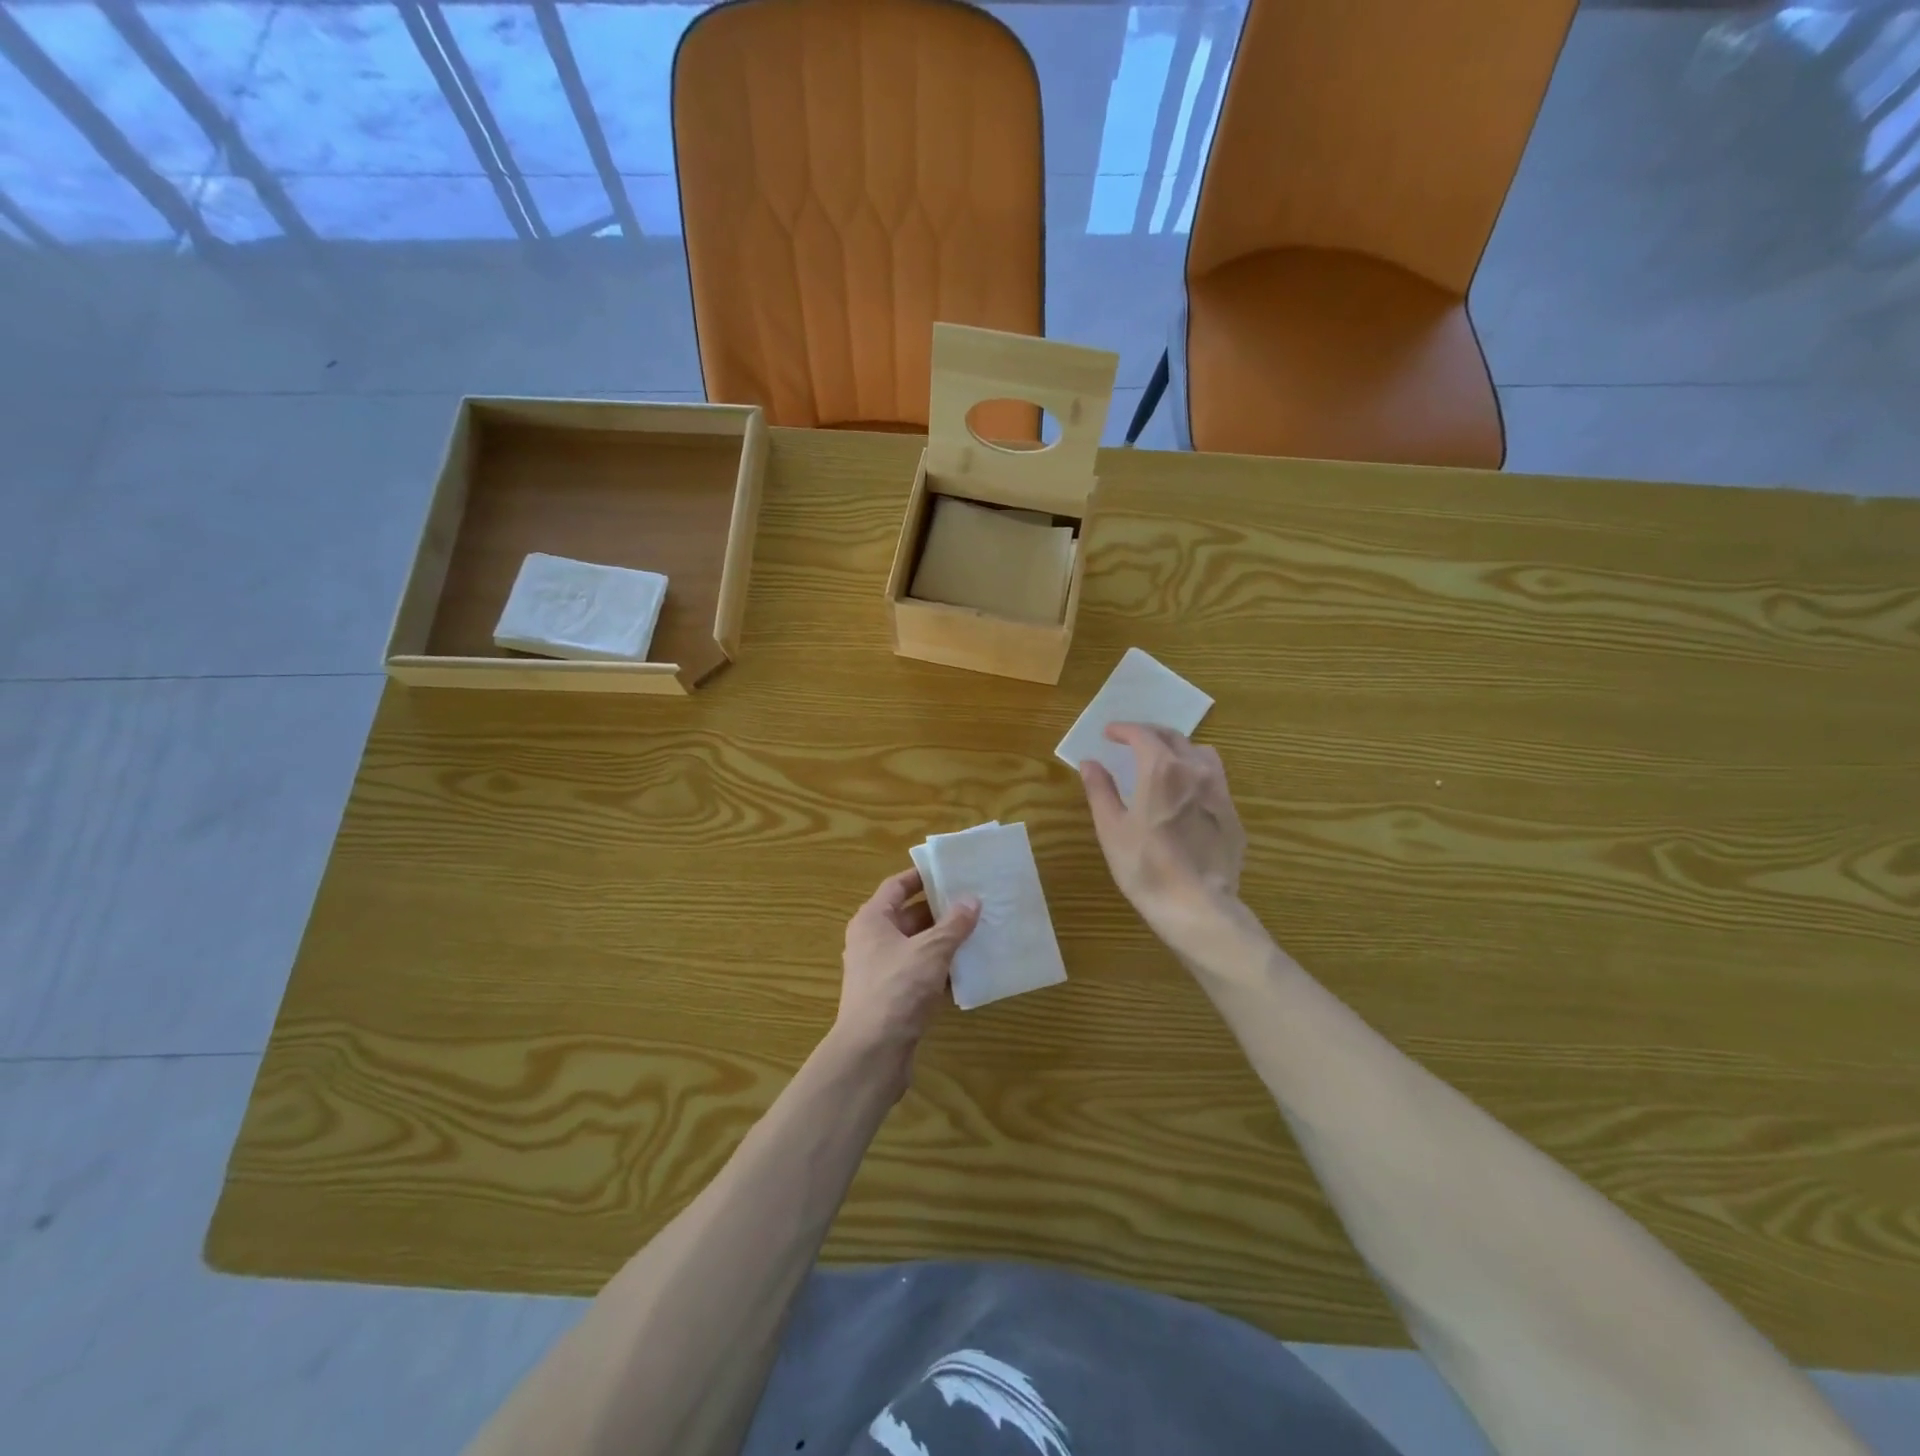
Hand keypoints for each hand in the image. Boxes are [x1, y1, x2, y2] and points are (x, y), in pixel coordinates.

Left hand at [830, 868, 979, 1078]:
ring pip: (917, 947)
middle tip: (975, 902)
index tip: (951, 871)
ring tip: (979, 932)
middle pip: (909, 916)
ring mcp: (882, 972)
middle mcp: (872, 942)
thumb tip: (971, 900)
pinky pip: (921, 974)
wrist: (872, 1053)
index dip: (922, 877)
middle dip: (941, 911)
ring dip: (945, 942)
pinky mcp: (893, 998)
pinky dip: (942, 970)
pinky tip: (969, 970)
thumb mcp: (931, 950)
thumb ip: (953, 924)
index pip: (896, 886)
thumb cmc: (897, 989)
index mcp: (872, 921)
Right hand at [1081, 724, 1245, 955]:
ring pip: (1201, 753)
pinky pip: (1215, 780)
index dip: (1123, 729)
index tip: (1109, 733)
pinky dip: (1196, 774)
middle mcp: (1195, 770)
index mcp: (1161, 769)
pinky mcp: (1233, 814)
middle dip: (1149, 733)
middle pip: (1173, 737)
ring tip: (1163, 761)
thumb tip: (1090, 763)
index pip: (1142, 734)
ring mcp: (1219, 791)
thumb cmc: (1145, 867)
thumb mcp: (1112, 828)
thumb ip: (1100, 790)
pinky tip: (1185, 795)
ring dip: (1178, 749)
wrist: (1197, 906)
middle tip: (1131, 741)